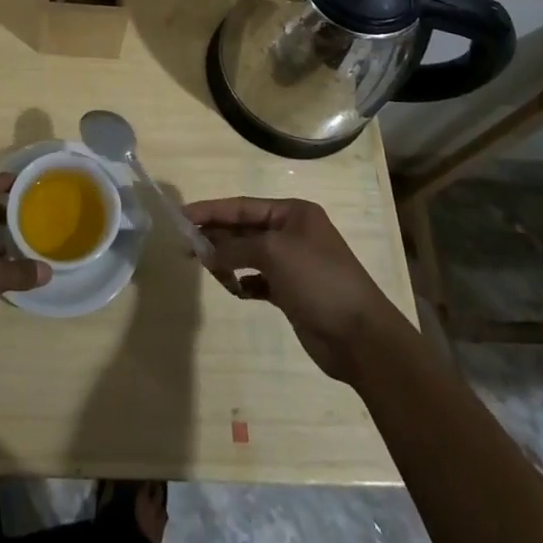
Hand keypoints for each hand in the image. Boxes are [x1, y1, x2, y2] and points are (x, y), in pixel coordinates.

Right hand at [185, 197, 400, 382]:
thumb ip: (235, 247)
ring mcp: (293, 264)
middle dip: (217, 236)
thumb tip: (206, 251)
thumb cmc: (318, 280)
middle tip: (186, 246)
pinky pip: (257, 280)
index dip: (211, 210)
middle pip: (244, 229)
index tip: (181, 217)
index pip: (242, 206)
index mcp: (293, 213)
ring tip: (209, 270)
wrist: (361, 337)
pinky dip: (243, 282)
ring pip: (248, 255)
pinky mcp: (292, 293)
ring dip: (227, 260)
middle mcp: (292, 233)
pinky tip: (234, 289)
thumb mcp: (273, 253)